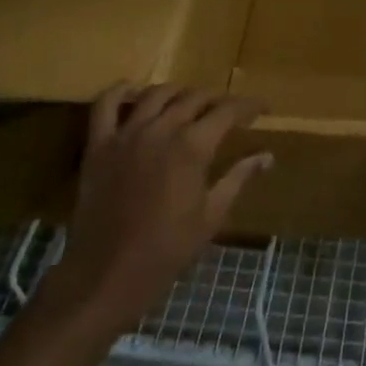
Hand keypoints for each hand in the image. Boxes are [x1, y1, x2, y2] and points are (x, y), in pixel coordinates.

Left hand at [39, 84, 269, 336]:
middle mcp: (161, 129)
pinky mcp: (99, 145)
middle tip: (227, 112)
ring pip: (156, 94)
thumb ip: (239, 178)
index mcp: (193, 146)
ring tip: (188, 103)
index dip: (248, 106)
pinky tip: (134, 92)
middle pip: (194, 98)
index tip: (261, 109)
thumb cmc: (168, 249)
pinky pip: (105, 105)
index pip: (227, 110)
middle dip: (216, 100)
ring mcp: (126, 134)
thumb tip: (267, 156)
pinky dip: (120, 91)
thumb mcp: (212, 215)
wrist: (108, 274)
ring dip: (178, 93)